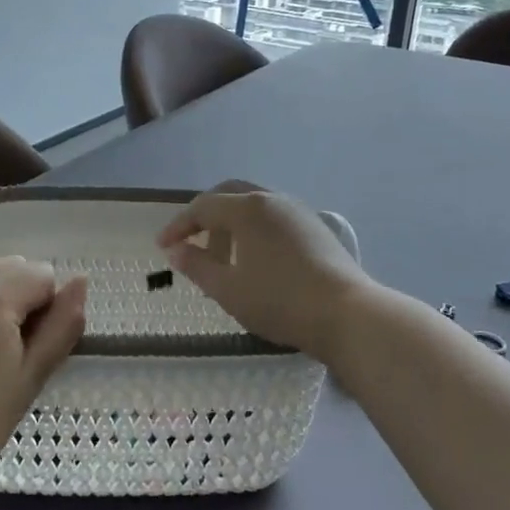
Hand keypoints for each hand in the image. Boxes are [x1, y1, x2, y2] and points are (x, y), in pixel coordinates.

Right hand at [156, 182, 371, 358]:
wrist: (346, 313)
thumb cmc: (279, 301)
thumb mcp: (228, 289)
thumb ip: (197, 266)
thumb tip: (176, 250)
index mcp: (247, 208)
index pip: (203, 207)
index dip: (179, 225)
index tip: (163, 246)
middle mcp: (272, 199)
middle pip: (229, 195)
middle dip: (205, 216)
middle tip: (190, 242)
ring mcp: (298, 211)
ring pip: (254, 206)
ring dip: (231, 224)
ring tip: (222, 258)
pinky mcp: (316, 227)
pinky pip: (274, 218)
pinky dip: (254, 230)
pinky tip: (255, 260)